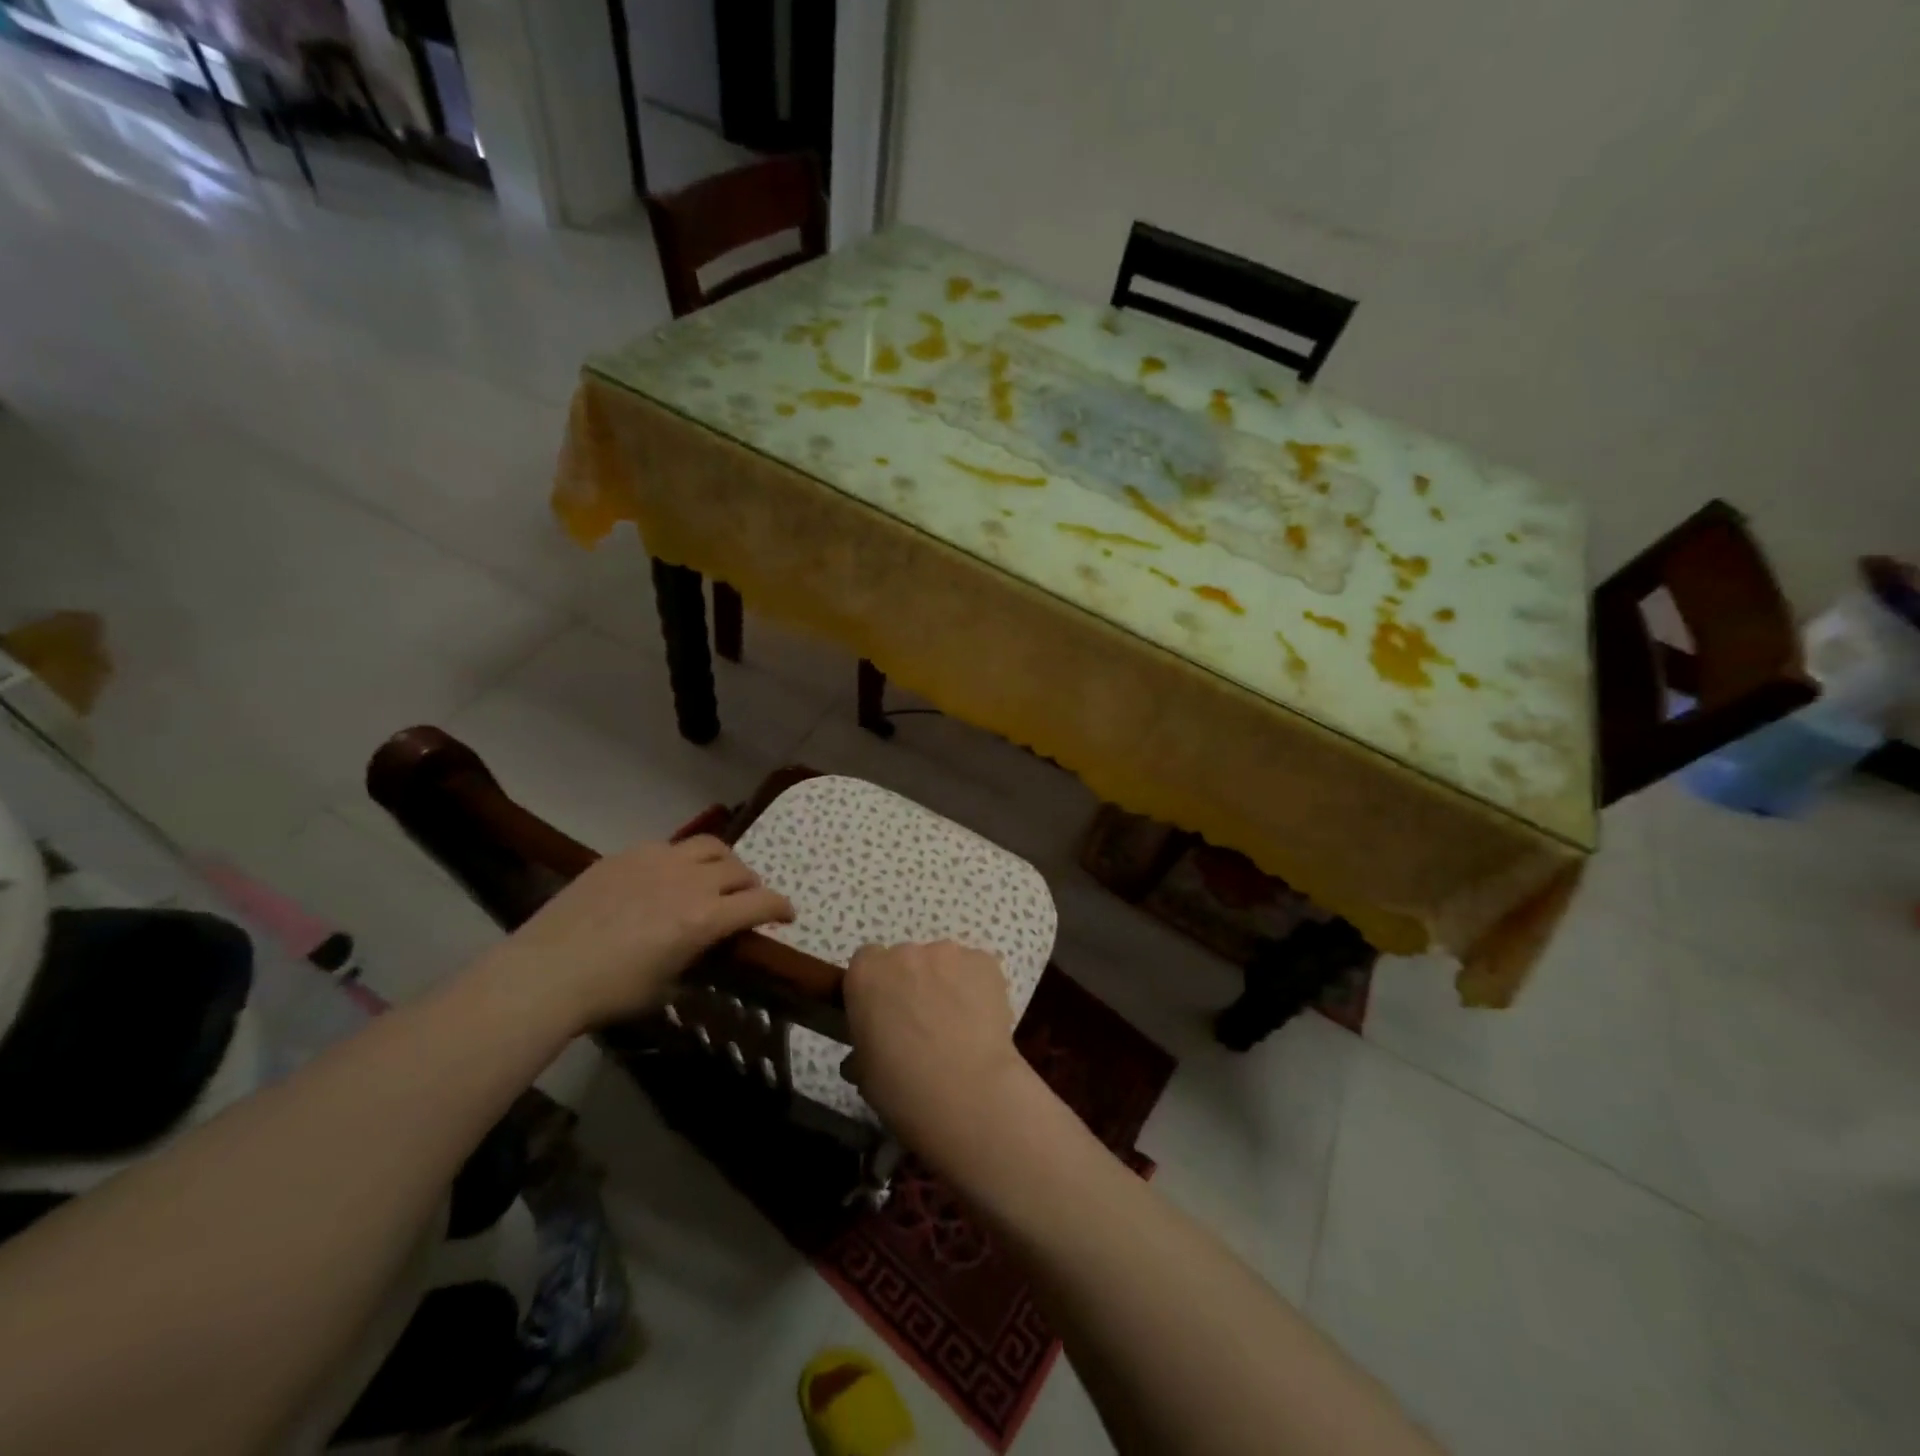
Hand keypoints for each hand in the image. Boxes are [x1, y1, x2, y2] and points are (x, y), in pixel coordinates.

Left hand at [498, 836, 792, 1027]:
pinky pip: (670, 846)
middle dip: (751, 886)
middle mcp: (690, 881)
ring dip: (723, 863)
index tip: (788, 915)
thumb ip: (698, 960)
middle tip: (745, 901)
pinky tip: (665, 878)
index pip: (762, 902)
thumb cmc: (611, 993)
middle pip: (739, 870)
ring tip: (714, 877)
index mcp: (705, 919)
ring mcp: (658, 860)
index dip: (782, 908)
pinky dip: (682, 860)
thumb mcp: (668, 988)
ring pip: (710, 846)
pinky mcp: (628, 854)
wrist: (545, 972)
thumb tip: (708, 949)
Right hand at [841, 942, 1030, 1157]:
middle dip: (912, 983)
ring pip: (943, 963)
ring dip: (946, 983)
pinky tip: (981, 1021)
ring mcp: (947, 952)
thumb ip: (865, 1043)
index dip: (877, 987)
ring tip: (959, 1024)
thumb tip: (876, 1046)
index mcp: (866, 973)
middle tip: (923, 1022)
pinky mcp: (984, 961)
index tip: (885, 1012)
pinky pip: (976, 969)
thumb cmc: (901, 1087)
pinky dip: (977, 987)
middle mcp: (904, 952)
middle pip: (906, 959)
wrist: (964, 1092)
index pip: (867, 962)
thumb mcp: (863, 1070)